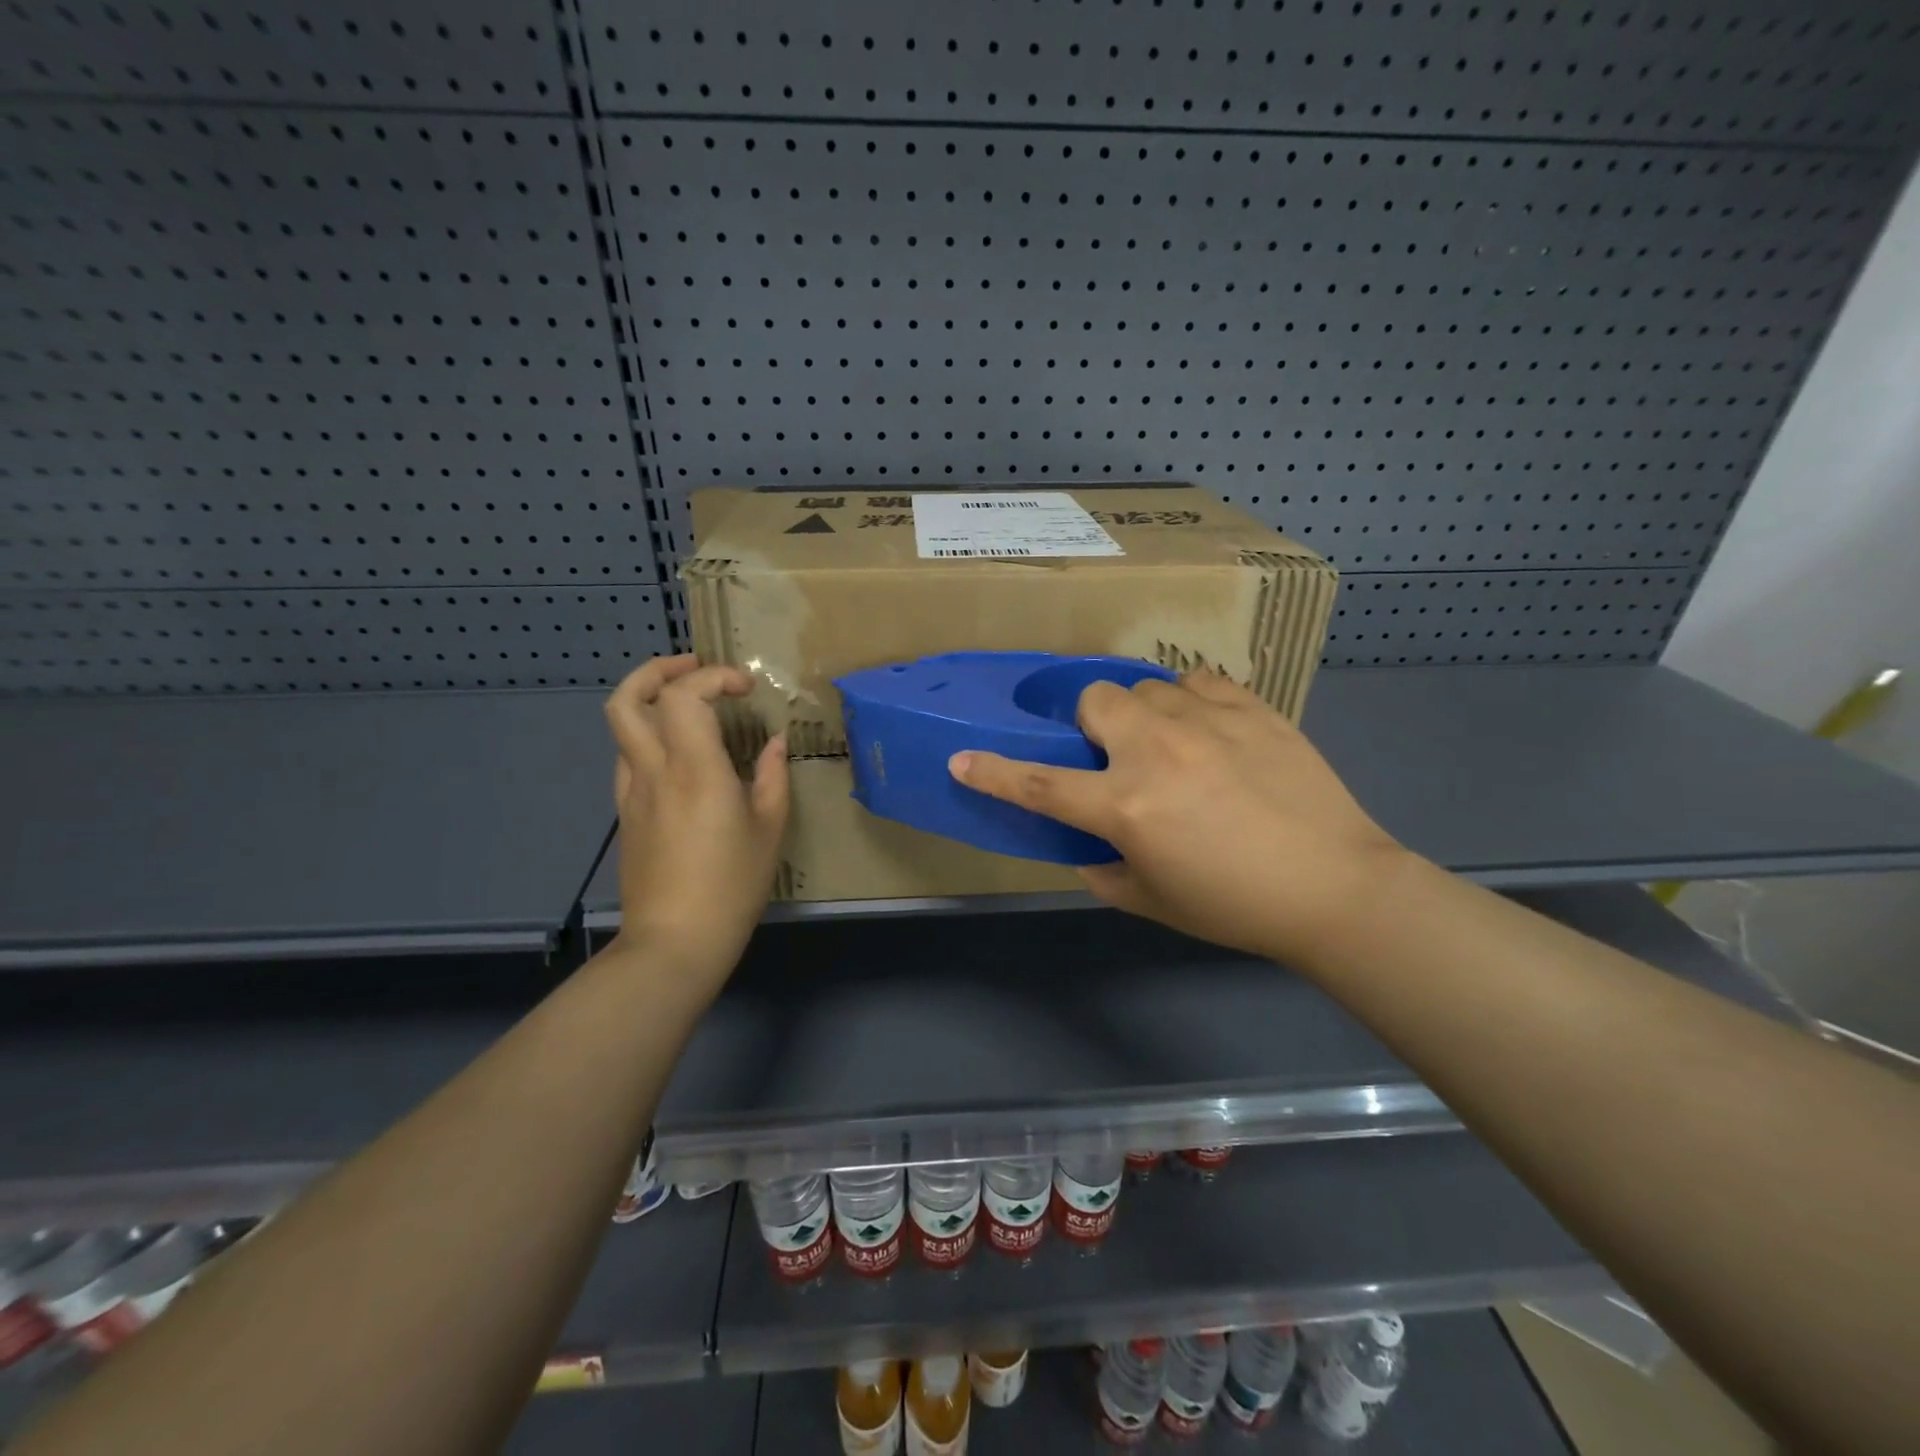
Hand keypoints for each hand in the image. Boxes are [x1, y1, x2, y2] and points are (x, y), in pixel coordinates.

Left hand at [604, 655, 788, 993]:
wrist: (675, 941)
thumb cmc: (732, 885)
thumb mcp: (769, 829)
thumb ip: (772, 776)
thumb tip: (773, 743)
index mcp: (695, 770)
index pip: (685, 696)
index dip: (714, 678)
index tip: (745, 689)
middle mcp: (654, 771)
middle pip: (627, 699)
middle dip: (657, 670)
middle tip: (694, 668)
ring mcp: (632, 792)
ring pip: (621, 727)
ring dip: (649, 701)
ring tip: (687, 704)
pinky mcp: (625, 814)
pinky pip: (628, 758)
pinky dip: (650, 738)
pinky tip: (681, 755)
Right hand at [950, 672, 1409, 964]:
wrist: (1334, 887)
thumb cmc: (1234, 906)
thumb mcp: (1150, 900)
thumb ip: (1102, 869)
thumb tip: (1087, 843)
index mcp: (1126, 806)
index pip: (1039, 784)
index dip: (993, 772)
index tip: (962, 758)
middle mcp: (1156, 750)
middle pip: (1095, 700)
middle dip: (1091, 723)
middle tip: (1116, 754)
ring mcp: (1206, 721)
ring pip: (1147, 686)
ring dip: (1144, 713)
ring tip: (1172, 742)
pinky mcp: (1251, 707)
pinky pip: (1199, 680)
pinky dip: (1190, 700)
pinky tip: (1209, 727)